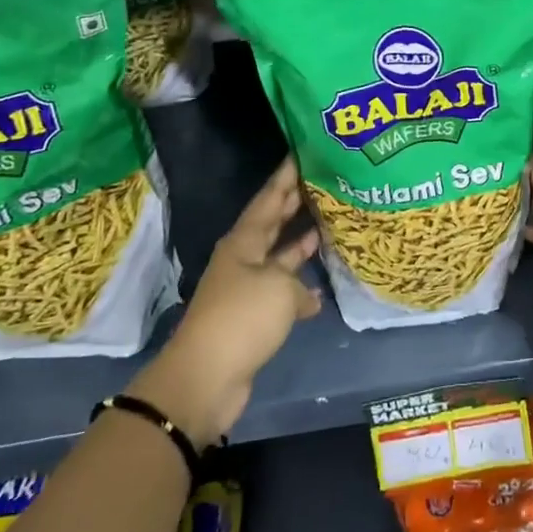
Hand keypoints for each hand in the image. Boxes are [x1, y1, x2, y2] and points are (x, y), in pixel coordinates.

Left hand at [127, 158, 320, 441]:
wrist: (206, 377)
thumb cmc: (242, 318)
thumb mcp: (280, 289)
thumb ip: (298, 281)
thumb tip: (306, 294)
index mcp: (244, 242)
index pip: (268, 199)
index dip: (285, 177)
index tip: (301, 154)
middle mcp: (243, 259)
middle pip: (271, 224)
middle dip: (292, 204)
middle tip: (319, 181)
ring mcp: (247, 289)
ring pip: (278, 258)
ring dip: (299, 245)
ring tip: (326, 225)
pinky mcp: (253, 318)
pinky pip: (281, 292)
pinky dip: (300, 289)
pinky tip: (320, 289)